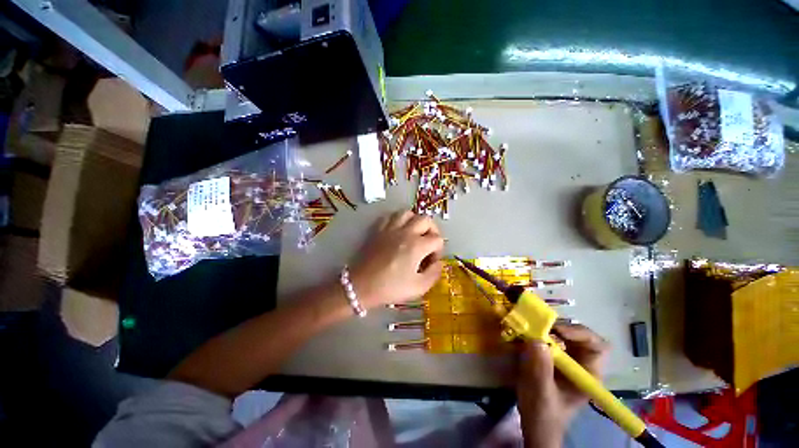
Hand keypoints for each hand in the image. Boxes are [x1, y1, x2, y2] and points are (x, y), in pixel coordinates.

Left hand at [349, 211, 444, 307]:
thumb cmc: (390, 288)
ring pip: (407, 213)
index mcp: (417, 245)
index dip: (439, 251)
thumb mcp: (418, 288)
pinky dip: (397, 220)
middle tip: (428, 244)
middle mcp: (405, 232)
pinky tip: (397, 230)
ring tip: (414, 233)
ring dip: (415, 221)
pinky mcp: (378, 230)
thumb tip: (439, 263)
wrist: (361, 286)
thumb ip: (434, 274)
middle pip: (426, 219)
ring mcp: (390, 228)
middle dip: (432, 230)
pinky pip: (390, 216)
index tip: (431, 262)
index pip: (437, 239)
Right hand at [516, 324, 609, 447]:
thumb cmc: (543, 415)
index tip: (557, 331)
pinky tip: (522, 335)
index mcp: (588, 374)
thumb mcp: (542, 393)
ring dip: (545, 328)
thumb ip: (541, 369)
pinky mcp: (550, 358)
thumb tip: (537, 340)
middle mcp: (580, 363)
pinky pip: (546, 339)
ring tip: (528, 327)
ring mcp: (565, 360)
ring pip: (560, 335)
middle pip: (576, 335)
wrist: (534, 425)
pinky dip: (535, 333)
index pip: (596, 345)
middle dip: (557, 326)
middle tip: (537, 324)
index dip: (580, 333)